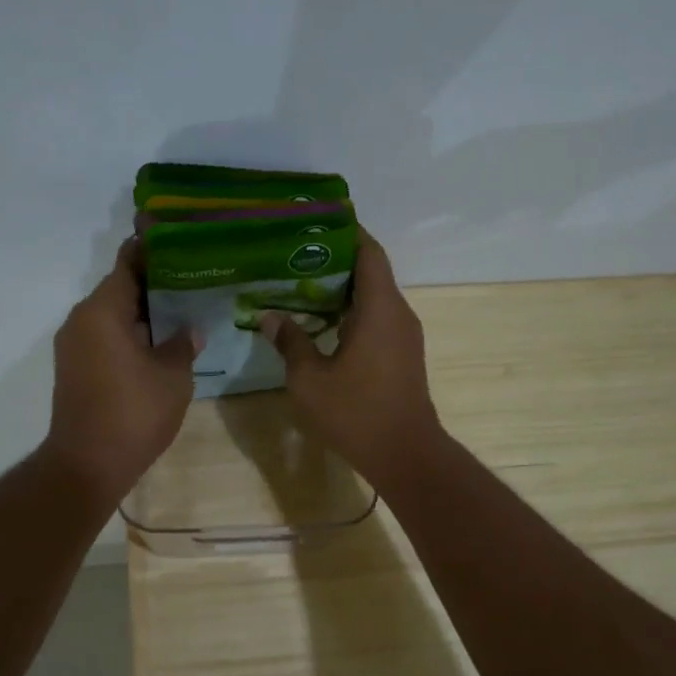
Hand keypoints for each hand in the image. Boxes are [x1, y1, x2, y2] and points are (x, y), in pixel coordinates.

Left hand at [45, 240, 198, 500]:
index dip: (152, 249)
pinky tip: (161, 342)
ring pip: (113, 315)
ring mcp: (75, 346)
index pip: (128, 263)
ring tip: (183, 309)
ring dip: (144, 312)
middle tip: (193, 277)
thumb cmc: (133, 413)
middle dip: (155, 283)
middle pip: (120, 288)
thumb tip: (188, 330)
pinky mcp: (76, 368)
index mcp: (103, 311)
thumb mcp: (172, 376)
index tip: (179, 239)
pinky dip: (131, 334)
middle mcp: (82, 320)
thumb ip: (181, 345)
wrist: (87, 464)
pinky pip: (106, 337)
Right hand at [260, 230, 444, 489]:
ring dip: (343, 289)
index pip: (368, 252)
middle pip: (370, 272)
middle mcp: (398, 313)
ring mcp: (404, 335)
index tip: (316, 222)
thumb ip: (290, 342)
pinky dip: (352, 312)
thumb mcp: (309, 379)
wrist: (405, 453)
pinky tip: (322, 323)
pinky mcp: (403, 355)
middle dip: (335, 260)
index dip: (347, 232)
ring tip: (302, 285)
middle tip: (294, 255)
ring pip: (374, 298)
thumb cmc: (356, 413)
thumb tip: (270, 317)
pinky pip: (377, 319)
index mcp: (379, 308)